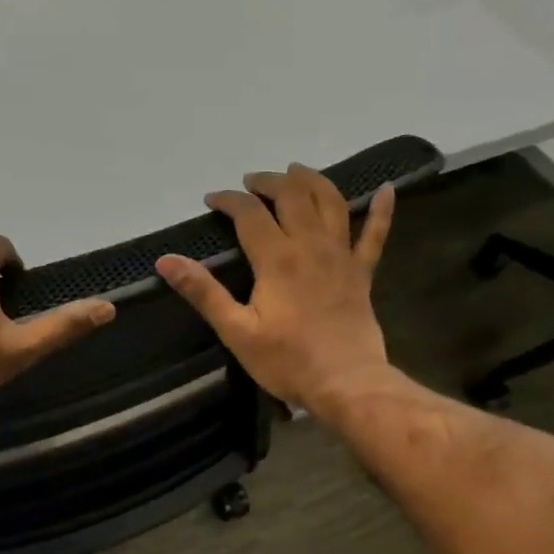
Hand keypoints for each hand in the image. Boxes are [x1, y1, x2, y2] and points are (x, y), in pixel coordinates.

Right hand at [156, 165, 394, 415]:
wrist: (345, 382)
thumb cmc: (287, 361)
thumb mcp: (236, 331)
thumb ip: (203, 292)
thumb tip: (166, 260)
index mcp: (276, 258)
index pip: (249, 214)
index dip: (228, 200)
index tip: (211, 199)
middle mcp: (310, 245)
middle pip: (292, 196)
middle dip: (269, 182)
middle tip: (251, 181)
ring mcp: (341, 256)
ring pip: (331, 203)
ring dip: (313, 181)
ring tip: (297, 170)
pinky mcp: (362, 274)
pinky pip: (375, 235)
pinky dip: (382, 210)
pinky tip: (387, 189)